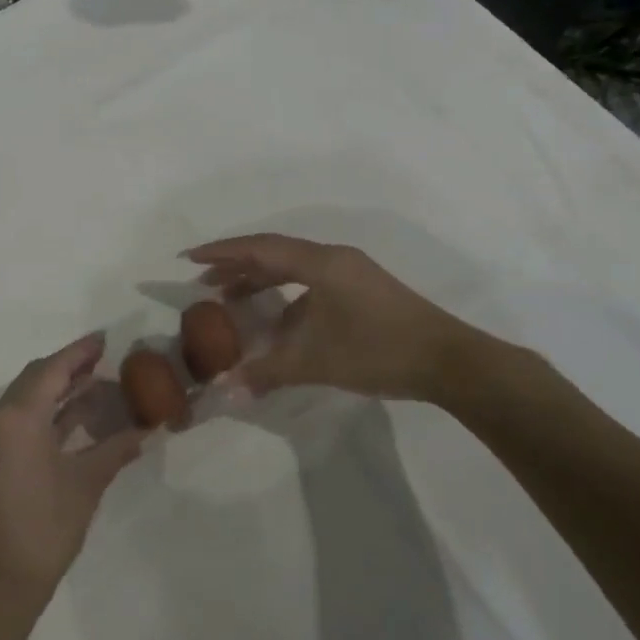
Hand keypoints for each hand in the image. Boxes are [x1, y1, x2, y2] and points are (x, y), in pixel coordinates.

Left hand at [0, 334, 144, 604]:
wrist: (1, 581)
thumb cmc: (46, 526)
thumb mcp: (87, 483)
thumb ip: (116, 449)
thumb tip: (146, 428)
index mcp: (18, 416)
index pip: (52, 369)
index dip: (79, 352)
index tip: (104, 339)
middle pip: (37, 378)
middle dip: (70, 367)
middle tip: (104, 359)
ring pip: (29, 398)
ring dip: (60, 389)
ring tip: (97, 383)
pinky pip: (23, 418)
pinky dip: (49, 411)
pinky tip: (78, 416)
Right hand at [185, 234, 495, 404]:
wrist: (450, 362)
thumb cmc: (379, 351)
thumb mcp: (317, 362)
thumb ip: (268, 372)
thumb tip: (226, 390)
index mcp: (321, 263)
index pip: (260, 249)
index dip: (222, 252)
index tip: (189, 258)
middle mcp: (334, 259)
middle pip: (274, 253)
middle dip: (236, 265)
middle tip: (204, 281)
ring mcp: (351, 273)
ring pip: (293, 268)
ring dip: (260, 280)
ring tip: (230, 298)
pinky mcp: (362, 290)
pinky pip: (311, 282)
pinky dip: (286, 296)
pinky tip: (277, 322)